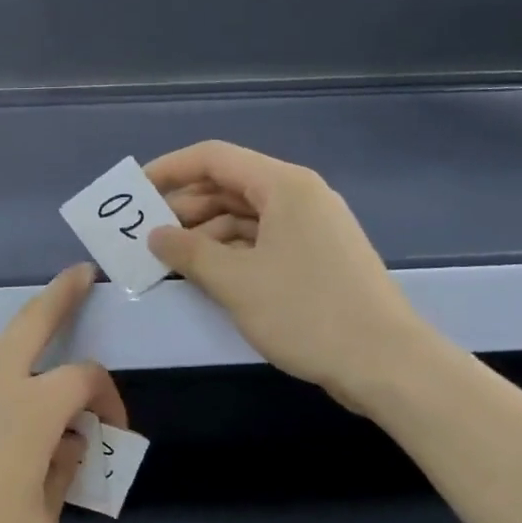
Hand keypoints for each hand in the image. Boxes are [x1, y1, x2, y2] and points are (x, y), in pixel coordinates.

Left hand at [0, 263, 124, 522]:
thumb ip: (60, 473)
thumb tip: (66, 442)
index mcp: (29, 406)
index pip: (84, 377)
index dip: (109, 398)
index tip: (114, 434)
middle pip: (31, 321)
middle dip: (61, 294)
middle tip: (81, 274)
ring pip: (2, 361)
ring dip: (31, 368)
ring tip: (48, 421)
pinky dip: (2, 401)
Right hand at [144, 140, 435, 412]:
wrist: (387, 364)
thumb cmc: (306, 312)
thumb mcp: (235, 282)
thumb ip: (188, 252)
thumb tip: (155, 235)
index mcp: (283, 186)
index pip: (213, 158)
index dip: (169, 170)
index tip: (134, 193)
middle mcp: (298, 196)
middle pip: (228, 185)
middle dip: (184, 206)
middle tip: (146, 234)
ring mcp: (310, 228)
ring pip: (243, 215)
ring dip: (204, 232)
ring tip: (168, 259)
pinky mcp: (316, 257)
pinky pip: (260, 240)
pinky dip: (229, 251)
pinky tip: (204, 274)